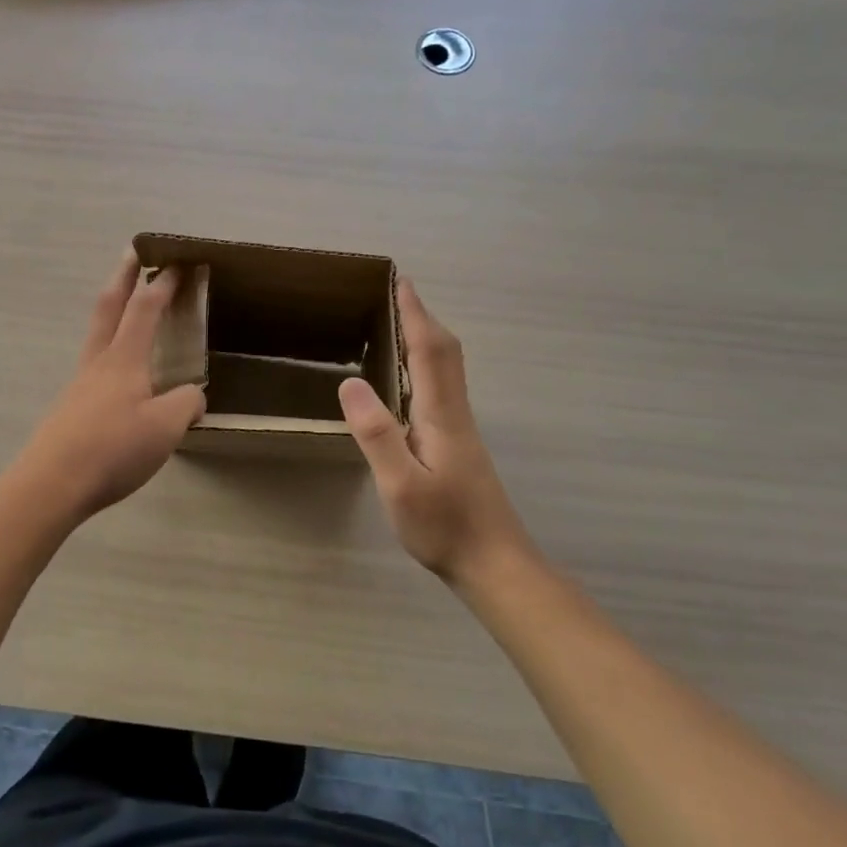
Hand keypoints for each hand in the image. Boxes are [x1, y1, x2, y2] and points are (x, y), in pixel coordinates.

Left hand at [15, 250, 206, 522]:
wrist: (51, 483)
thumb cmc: (113, 449)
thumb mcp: (166, 427)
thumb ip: (186, 404)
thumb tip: (192, 395)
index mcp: (124, 359)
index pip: (145, 308)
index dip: (162, 283)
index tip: (176, 262)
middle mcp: (98, 362)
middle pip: (109, 306)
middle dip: (123, 276)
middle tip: (132, 252)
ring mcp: (80, 383)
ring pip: (98, 334)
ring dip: (113, 311)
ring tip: (128, 309)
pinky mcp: (71, 407)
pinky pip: (95, 365)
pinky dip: (110, 349)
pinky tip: (122, 376)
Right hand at [338, 279, 534, 585]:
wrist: (495, 565)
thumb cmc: (445, 527)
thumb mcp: (400, 485)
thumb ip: (377, 434)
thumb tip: (350, 382)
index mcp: (441, 415)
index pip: (430, 350)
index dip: (415, 314)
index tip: (401, 282)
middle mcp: (455, 414)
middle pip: (446, 352)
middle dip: (424, 318)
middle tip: (399, 294)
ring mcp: (460, 430)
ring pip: (447, 369)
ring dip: (427, 339)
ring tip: (401, 324)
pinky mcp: (459, 446)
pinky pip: (442, 387)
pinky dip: (427, 365)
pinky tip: (410, 381)